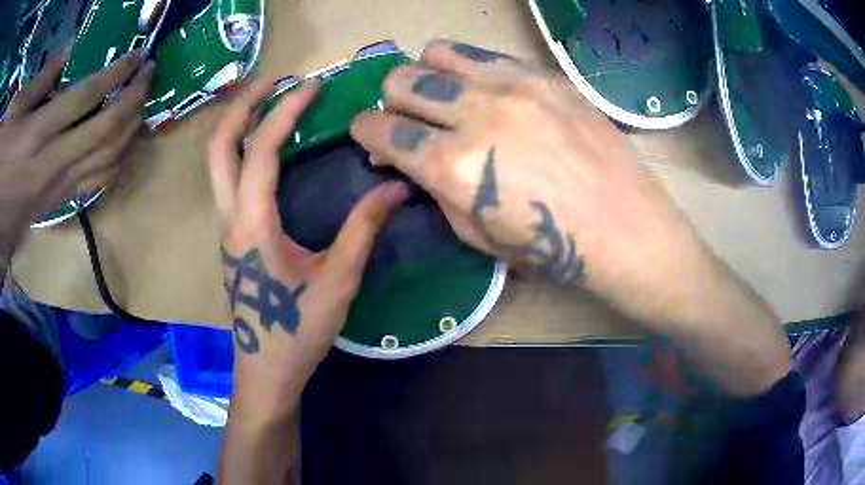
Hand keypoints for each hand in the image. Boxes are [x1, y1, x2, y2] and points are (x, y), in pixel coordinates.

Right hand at [0, 51, 152, 259]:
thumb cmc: (3, 161)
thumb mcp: (16, 111)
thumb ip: (38, 83)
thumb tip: (64, 56)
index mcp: (35, 136)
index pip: (85, 97)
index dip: (116, 72)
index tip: (138, 55)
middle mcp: (50, 165)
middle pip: (103, 130)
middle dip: (133, 97)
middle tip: (150, 73)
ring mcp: (55, 190)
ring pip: (103, 161)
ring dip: (129, 130)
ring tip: (142, 104)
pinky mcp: (54, 206)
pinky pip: (91, 186)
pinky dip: (112, 164)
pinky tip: (120, 148)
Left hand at [208, 79, 408, 419]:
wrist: (266, 370)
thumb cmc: (297, 331)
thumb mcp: (338, 281)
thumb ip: (364, 228)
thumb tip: (398, 187)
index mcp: (252, 224)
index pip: (260, 149)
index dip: (285, 110)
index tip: (312, 85)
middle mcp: (230, 217)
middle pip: (218, 146)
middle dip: (242, 105)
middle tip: (272, 80)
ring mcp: (226, 226)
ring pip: (217, 162)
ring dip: (238, 124)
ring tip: (269, 100)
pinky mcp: (232, 236)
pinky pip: (228, 178)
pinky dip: (243, 148)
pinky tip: (267, 146)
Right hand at [351, 39, 788, 394]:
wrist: (625, 228)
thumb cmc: (551, 249)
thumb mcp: (476, 235)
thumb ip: (434, 188)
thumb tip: (404, 158)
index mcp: (452, 166)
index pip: (382, 130)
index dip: (365, 131)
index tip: (367, 133)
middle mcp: (475, 113)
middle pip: (401, 81)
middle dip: (391, 99)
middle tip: (407, 116)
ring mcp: (513, 86)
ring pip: (437, 53)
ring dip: (427, 73)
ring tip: (443, 93)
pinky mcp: (544, 76)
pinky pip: (485, 55)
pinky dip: (469, 68)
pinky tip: (483, 88)